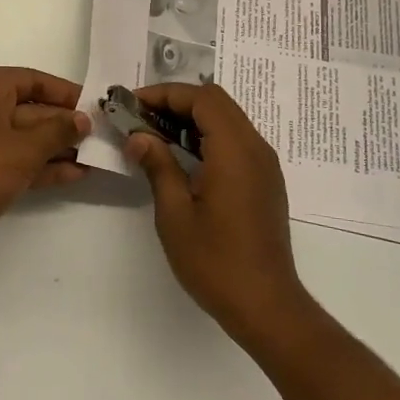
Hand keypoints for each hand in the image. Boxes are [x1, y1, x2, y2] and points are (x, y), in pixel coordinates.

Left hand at [0, 67, 90, 267]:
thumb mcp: (24, 149)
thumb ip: (58, 131)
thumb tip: (82, 119)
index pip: (33, 80)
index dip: (65, 93)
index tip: (95, 107)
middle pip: (30, 109)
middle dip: (64, 125)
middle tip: (101, 137)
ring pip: (24, 137)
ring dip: (56, 148)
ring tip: (94, 159)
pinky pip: (14, 158)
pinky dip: (40, 165)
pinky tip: (73, 175)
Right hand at [126, 83, 312, 341]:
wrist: (266, 305)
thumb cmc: (216, 261)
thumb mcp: (175, 213)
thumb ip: (158, 166)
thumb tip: (138, 137)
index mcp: (234, 150)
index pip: (201, 98)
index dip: (165, 94)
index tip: (132, 104)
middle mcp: (255, 148)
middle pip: (216, 102)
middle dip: (176, 102)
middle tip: (141, 117)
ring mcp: (264, 164)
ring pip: (228, 120)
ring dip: (192, 118)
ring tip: (155, 134)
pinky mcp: (265, 181)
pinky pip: (236, 141)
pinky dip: (208, 136)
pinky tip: (183, 157)